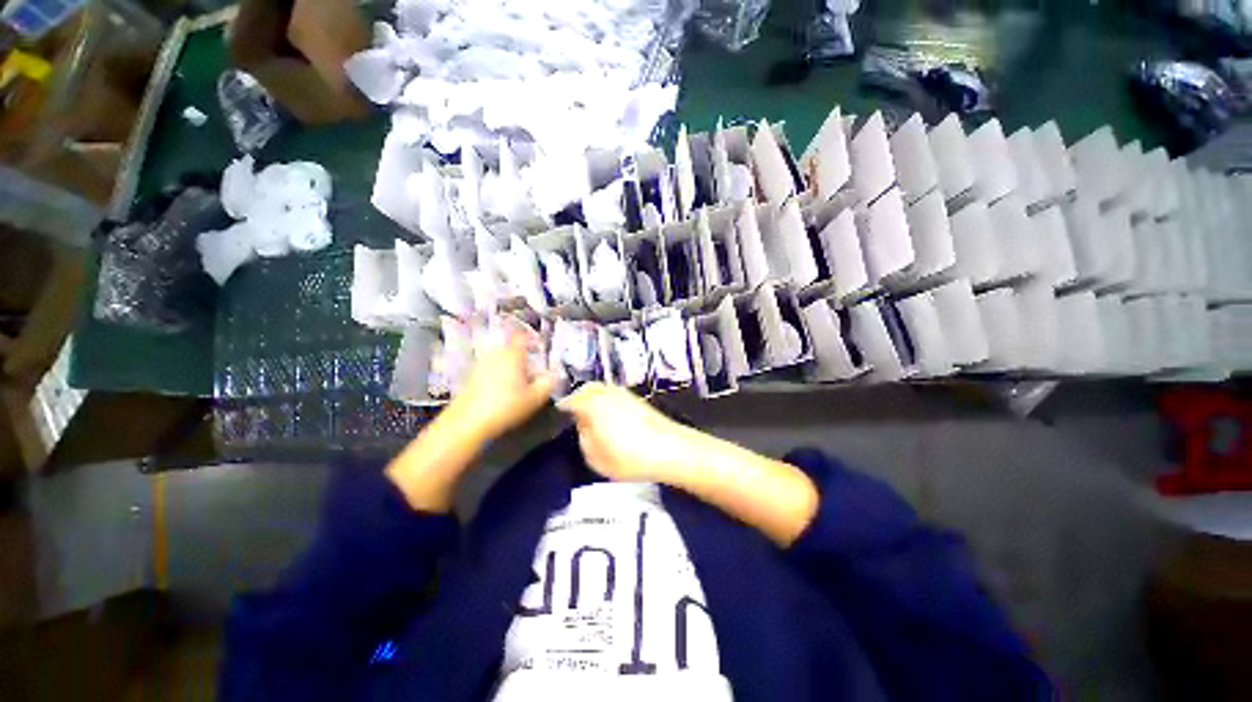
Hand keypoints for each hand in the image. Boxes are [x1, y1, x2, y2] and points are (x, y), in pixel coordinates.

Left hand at [447, 328, 555, 441]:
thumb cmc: (505, 407)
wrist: (467, 423)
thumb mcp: (535, 398)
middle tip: (533, 370)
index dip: (532, 338)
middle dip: (522, 357)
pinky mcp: (471, 377)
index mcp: (512, 354)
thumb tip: (555, 375)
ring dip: (510, 367)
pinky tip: (503, 392)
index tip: (539, 346)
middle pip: (511, 348)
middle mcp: (495, 354)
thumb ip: (548, 383)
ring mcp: (481, 365)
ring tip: (519, 383)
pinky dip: (498, 375)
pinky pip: (490, 370)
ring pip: (500, 359)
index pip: (522, 336)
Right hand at [557, 382, 705, 482]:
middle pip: (586, 390)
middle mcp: (606, 392)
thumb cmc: (629, 456)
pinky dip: (607, 401)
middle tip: (574, 413)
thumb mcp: (596, 457)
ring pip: (602, 390)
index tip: (559, 416)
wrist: (671, 449)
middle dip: (578, 398)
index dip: (562, 408)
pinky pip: (614, 395)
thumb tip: (582, 426)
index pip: (570, 401)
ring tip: (591, 416)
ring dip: (594, 398)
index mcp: (591, 404)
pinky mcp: (637, 399)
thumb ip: (583, 439)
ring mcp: (623, 393)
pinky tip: (610, 416)